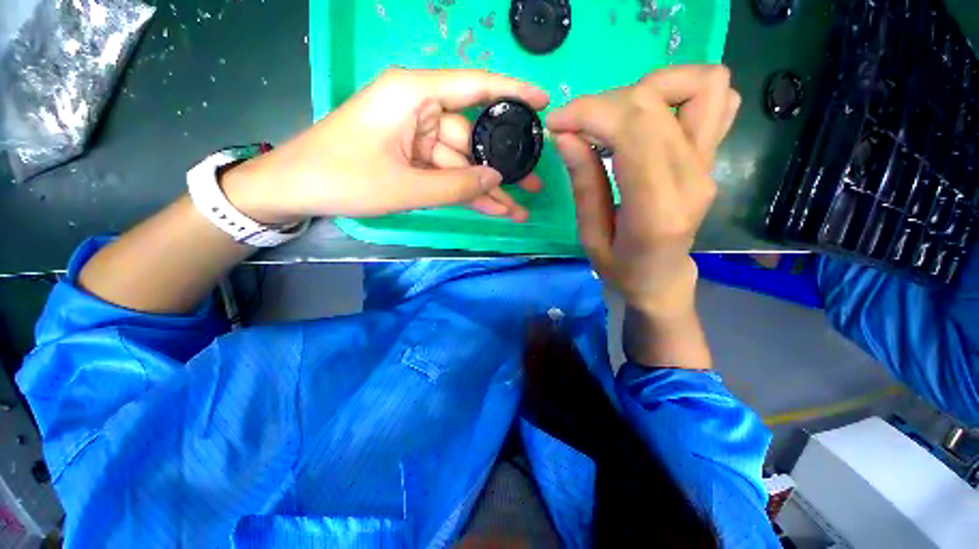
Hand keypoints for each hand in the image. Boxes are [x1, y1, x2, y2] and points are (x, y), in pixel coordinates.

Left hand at [225, 68, 549, 223]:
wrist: (299, 189)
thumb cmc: (345, 178)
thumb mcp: (406, 187)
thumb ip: (456, 185)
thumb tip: (497, 180)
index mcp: (414, 95)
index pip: (475, 87)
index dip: (512, 94)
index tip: (543, 104)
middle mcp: (420, 110)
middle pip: (472, 140)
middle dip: (502, 169)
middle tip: (534, 186)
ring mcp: (417, 137)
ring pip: (463, 164)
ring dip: (487, 190)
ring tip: (518, 210)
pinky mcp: (413, 158)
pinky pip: (448, 175)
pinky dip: (467, 192)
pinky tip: (492, 208)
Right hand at [546, 66, 739, 314]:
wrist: (662, 278)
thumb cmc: (621, 268)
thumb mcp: (590, 237)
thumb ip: (583, 184)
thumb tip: (566, 136)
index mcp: (656, 209)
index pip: (633, 132)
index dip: (590, 114)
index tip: (557, 123)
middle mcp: (692, 178)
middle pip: (656, 104)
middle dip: (604, 103)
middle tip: (576, 125)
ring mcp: (709, 164)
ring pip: (702, 84)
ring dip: (650, 87)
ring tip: (616, 116)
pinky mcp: (711, 156)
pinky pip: (717, 98)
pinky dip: (681, 91)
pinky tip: (649, 117)